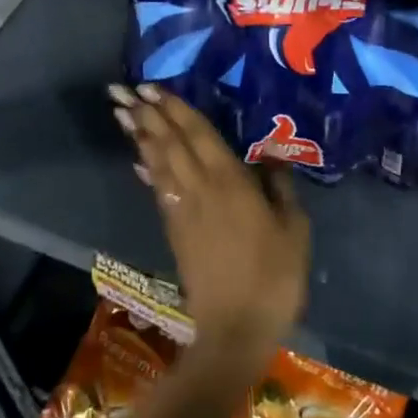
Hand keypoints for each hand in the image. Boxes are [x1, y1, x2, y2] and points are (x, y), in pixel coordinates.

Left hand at [110, 84, 308, 356]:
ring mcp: (183, 209)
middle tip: (124, 90)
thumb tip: (271, 153)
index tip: (152, 88)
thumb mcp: (294, 229)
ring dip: (141, 136)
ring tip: (123, 113)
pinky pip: (159, 190)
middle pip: (170, 143)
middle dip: (148, 115)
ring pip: (159, 163)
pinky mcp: (175, 231)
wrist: (235, 329)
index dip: (175, 109)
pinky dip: (148, 170)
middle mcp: (200, 187)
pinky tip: (139, 159)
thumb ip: (280, 187)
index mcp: (230, 181)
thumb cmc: (274, 276)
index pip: (197, 134)